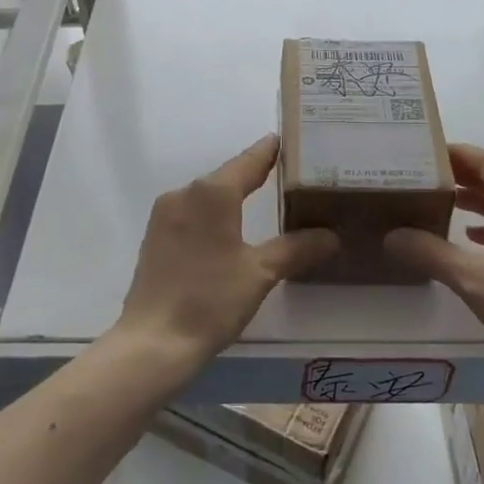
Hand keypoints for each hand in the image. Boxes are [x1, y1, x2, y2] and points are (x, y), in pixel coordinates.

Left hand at [116, 135, 337, 363]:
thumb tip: (330, 236)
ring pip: (207, 196)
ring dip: (233, 197)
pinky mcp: (155, 237)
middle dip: (256, 175)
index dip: (271, 151)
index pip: (249, 160)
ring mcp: (165, 215)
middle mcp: (185, 193)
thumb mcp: (260, 273)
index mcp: (212, 192)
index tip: (291, 140)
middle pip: (227, 176)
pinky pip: (192, 214)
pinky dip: (214, 215)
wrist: (153, 343)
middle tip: (289, 176)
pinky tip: (229, 230)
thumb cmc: (211, 300)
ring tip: (264, 201)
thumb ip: (296, 248)